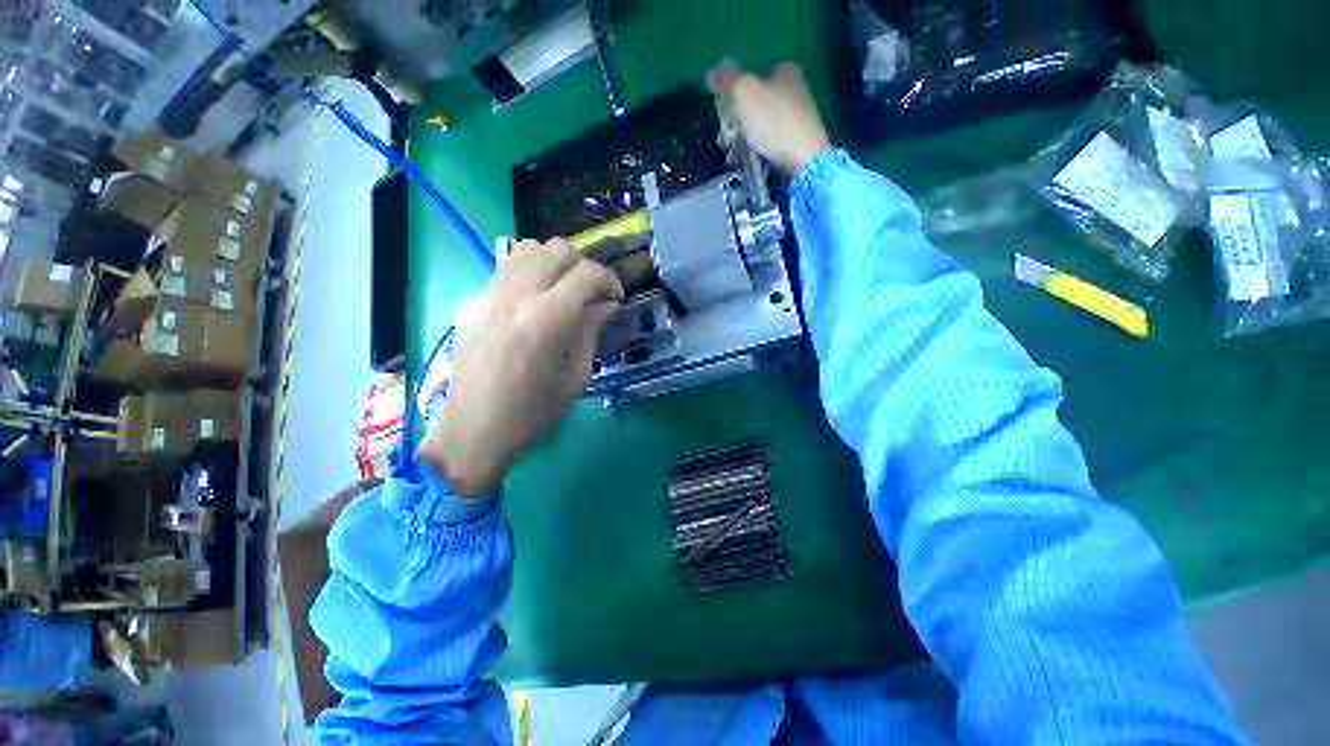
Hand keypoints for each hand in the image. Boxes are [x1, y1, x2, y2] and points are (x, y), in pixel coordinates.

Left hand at [420, 239, 623, 494]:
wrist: (473, 432)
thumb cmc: (533, 413)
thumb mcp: (576, 376)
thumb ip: (591, 330)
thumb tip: (606, 304)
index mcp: (547, 319)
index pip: (587, 273)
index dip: (609, 280)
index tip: (615, 297)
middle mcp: (515, 295)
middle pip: (557, 249)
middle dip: (584, 265)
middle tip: (592, 292)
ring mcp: (487, 294)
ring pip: (527, 249)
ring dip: (554, 263)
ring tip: (563, 290)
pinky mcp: (470, 301)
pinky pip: (506, 269)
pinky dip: (529, 274)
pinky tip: (534, 302)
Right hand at [707, 60, 831, 176]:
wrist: (803, 162)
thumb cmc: (773, 121)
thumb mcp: (744, 92)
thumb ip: (726, 79)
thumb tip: (712, 72)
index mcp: (785, 71)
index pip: (753, 74)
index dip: (734, 91)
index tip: (723, 108)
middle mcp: (794, 92)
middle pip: (753, 103)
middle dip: (735, 121)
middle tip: (726, 136)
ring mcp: (796, 121)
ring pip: (758, 127)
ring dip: (741, 141)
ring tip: (733, 154)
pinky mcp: (795, 146)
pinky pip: (767, 146)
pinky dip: (755, 153)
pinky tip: (748, 162)